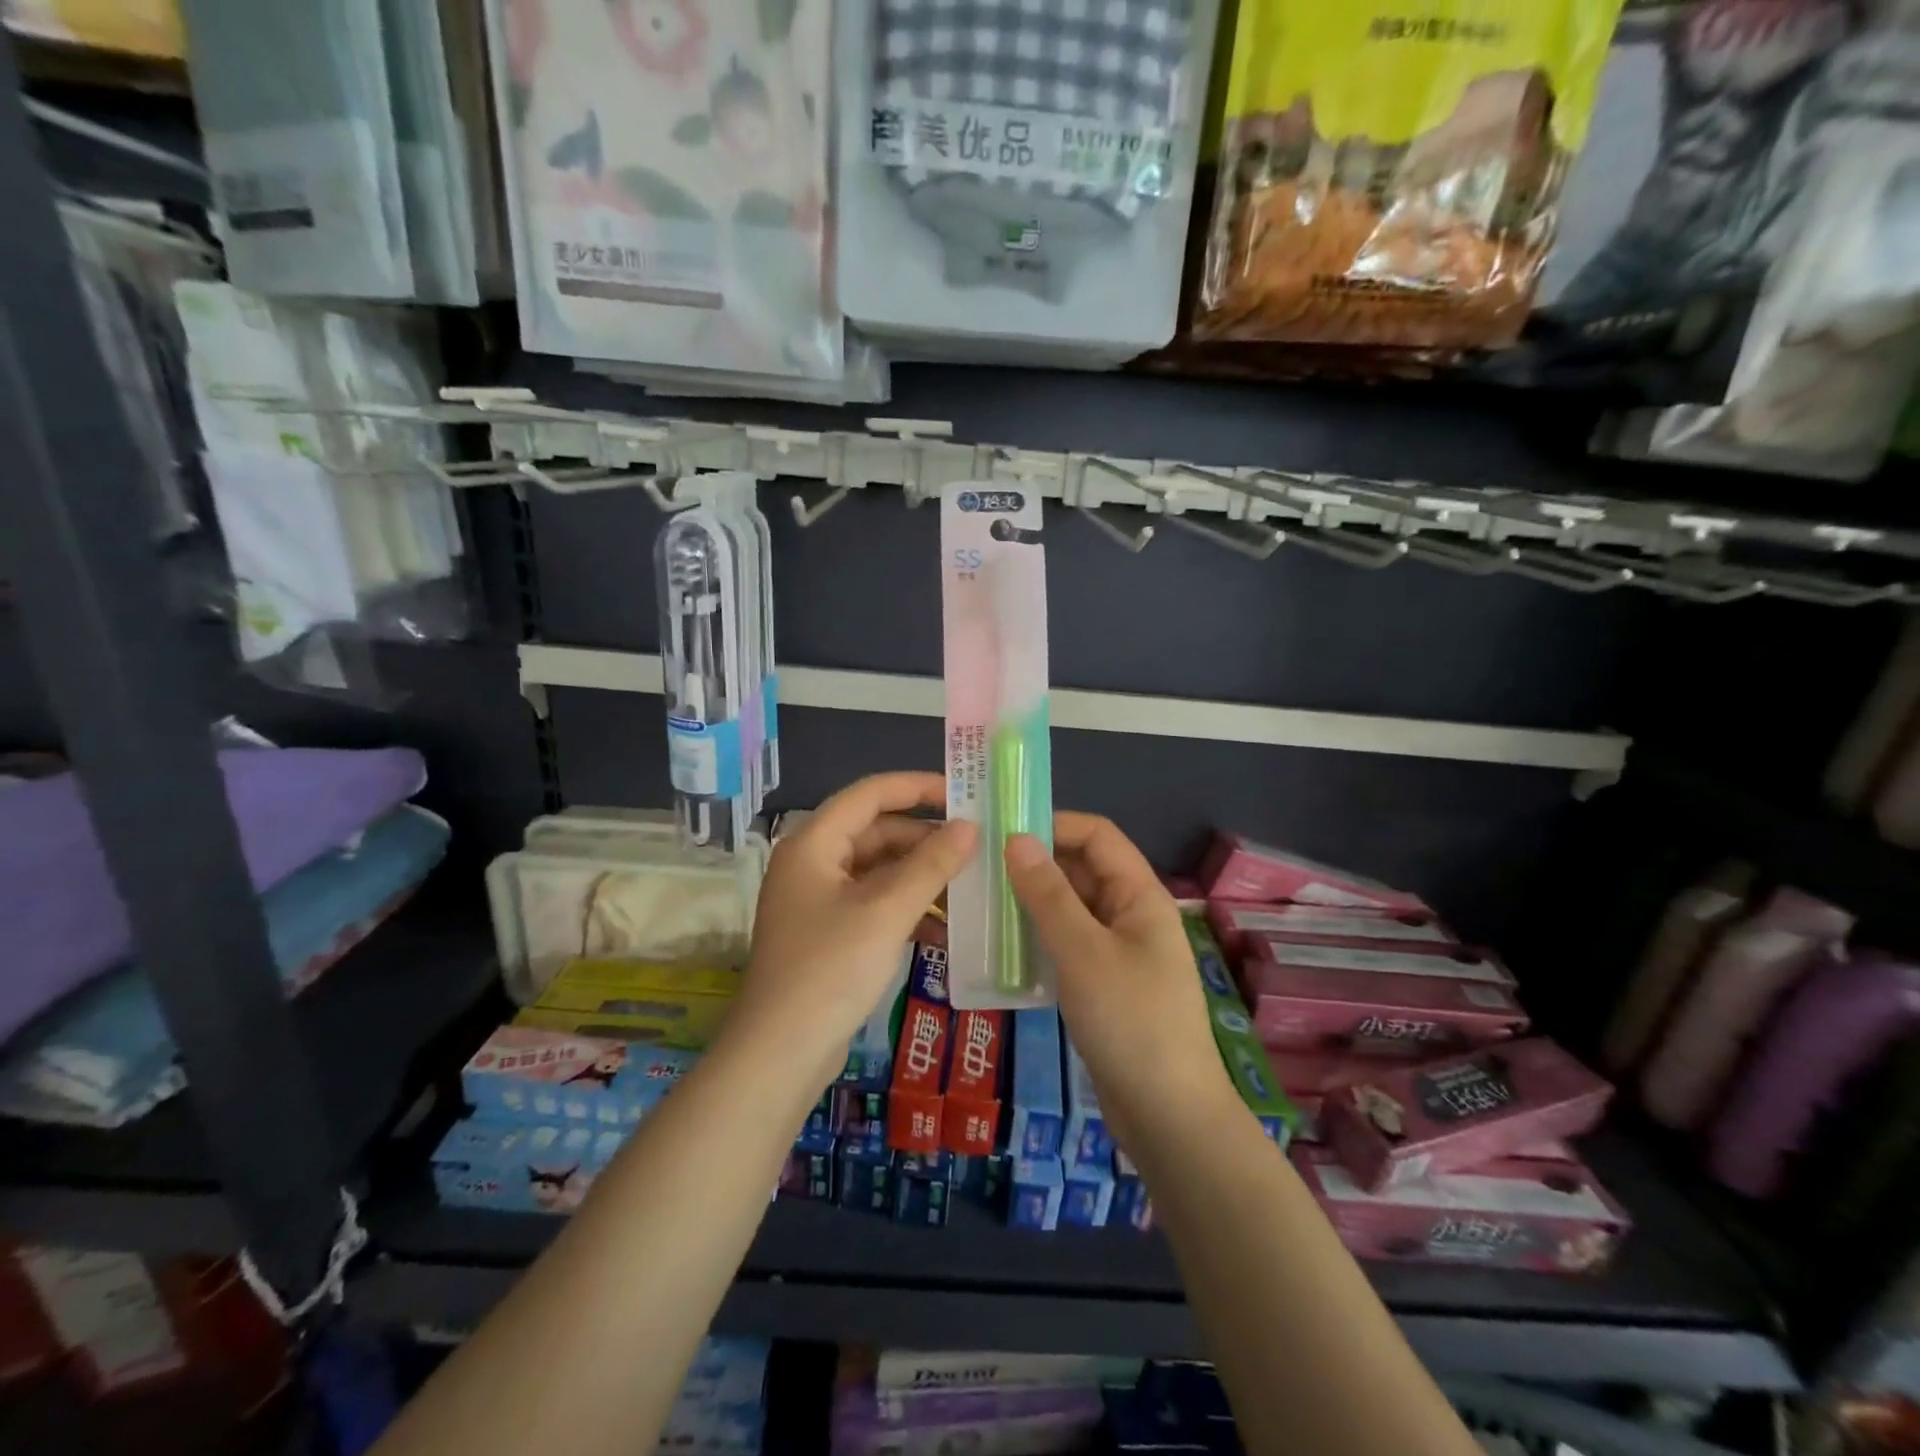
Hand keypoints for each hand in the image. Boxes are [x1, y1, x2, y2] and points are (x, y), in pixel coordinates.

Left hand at [732, 773, 976, 1091]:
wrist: (780, 1053)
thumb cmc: (830, 969)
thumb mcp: (886, 911)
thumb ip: (930, 864)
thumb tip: (970, 826)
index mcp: (814, 843)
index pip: (870, 794)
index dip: (917, 787)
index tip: (963, 793)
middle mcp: (813, 863)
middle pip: (877, 833)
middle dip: (926, 841)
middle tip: (977, 849)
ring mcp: (819, 900)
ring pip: (879, 872)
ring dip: (921, 879)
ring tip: (969, 890)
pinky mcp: (829, 933)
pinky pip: (875, 905)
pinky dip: (907, 910)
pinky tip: (943, 930)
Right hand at [1006, 815, 1237, 1144]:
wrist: (1168, 1115)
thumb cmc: (1130, 1021)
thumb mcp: (1082, 951)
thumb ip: (1048, 894)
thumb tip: (1016, 839)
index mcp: (1139, 895)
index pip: (1097, 836)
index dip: (1053, 825)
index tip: (1002, 831)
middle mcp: (1130, 915)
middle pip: (1081, 871)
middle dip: (1034, 865)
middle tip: (978, 869)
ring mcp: (1118, 952)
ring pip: (1070, 911)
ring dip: (1030, 905)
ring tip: (980, 905)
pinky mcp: (1104, 986)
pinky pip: (1067, 946)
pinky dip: (1037, 940)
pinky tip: (1001, 950)